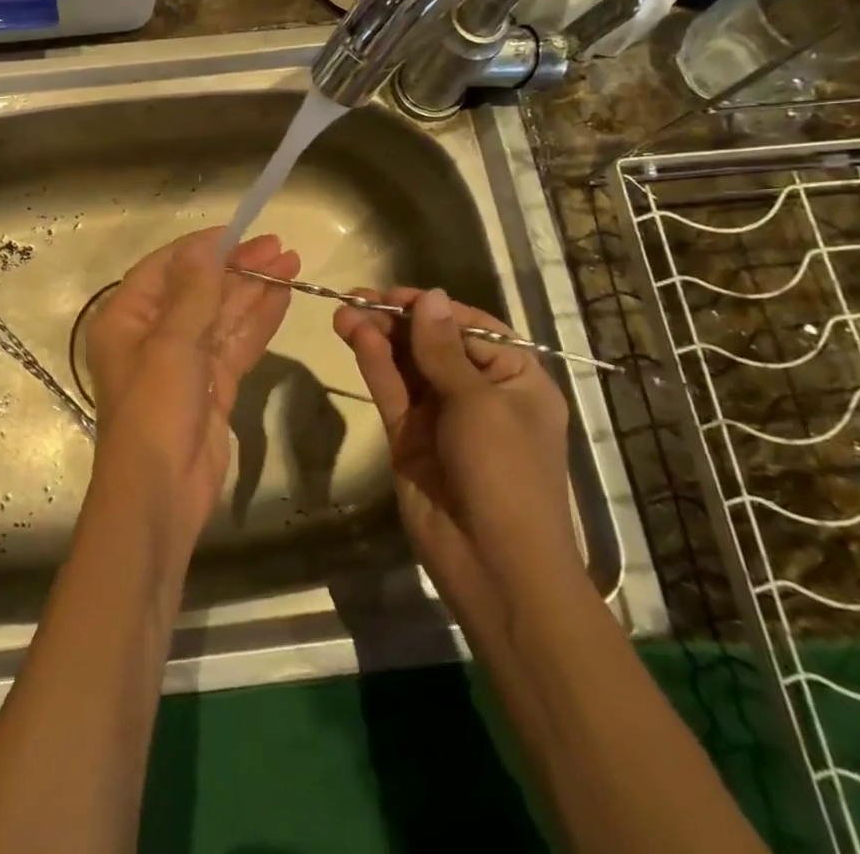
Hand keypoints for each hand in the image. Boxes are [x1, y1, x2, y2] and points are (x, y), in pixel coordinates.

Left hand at [85, 230, 297, 548]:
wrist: (161, 494)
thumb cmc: (154, 410)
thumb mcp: (171, 343)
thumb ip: (194, 291)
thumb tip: (206, 244)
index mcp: (127, 317)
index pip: (166, 267)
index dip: (203, 247)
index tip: (241, 231)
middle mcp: (153, 334)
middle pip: (199, 289)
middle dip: (238, 267)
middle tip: (280, 247)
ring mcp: (185, 361)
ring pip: (222, 315)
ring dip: (254, 290)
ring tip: (291, 264)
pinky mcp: (212, 386)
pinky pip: (236, 344)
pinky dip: (258, 322)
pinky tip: (282, 298)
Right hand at [335, 288, 584, 640]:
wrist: (494, 565)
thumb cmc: (505, 472)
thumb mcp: (479, 403)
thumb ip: (443, 349)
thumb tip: (431, 296)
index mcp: (515, 380)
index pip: (471, 329)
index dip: (433, 308)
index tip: (394, 294)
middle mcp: (479, 392)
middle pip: (432, 343)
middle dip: (396, 320)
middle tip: (355, 298)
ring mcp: (441, 415)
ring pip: (406, 364)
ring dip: (378, 337)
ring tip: (344, 312)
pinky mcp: (410, 436)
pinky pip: (392, 391)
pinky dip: (374, 364)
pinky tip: (356, 338)